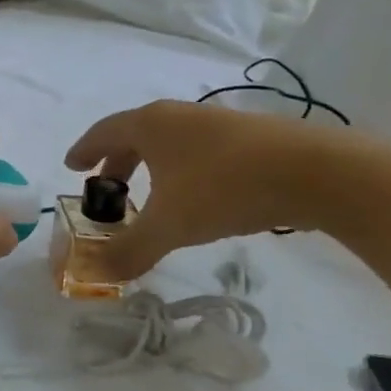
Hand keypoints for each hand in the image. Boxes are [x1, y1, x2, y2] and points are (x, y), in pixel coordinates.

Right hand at [65, 100, 354, 279]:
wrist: (319, 173)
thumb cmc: (225, 189)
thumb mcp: (170, 226)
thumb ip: (130, 251)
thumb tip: (96, 274)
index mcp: (150, 125)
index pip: (103, 132)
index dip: (83, 151)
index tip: (72, 167)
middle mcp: (179, 115)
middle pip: (135, 134)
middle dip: (117, 162)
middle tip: (107, 188)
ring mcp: (217, 122)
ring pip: (170, 141)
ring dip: (151, 165)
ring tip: (151, 195)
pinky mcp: (251, 135)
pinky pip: (199, 148)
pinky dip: (183, 168)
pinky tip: (197, 195)